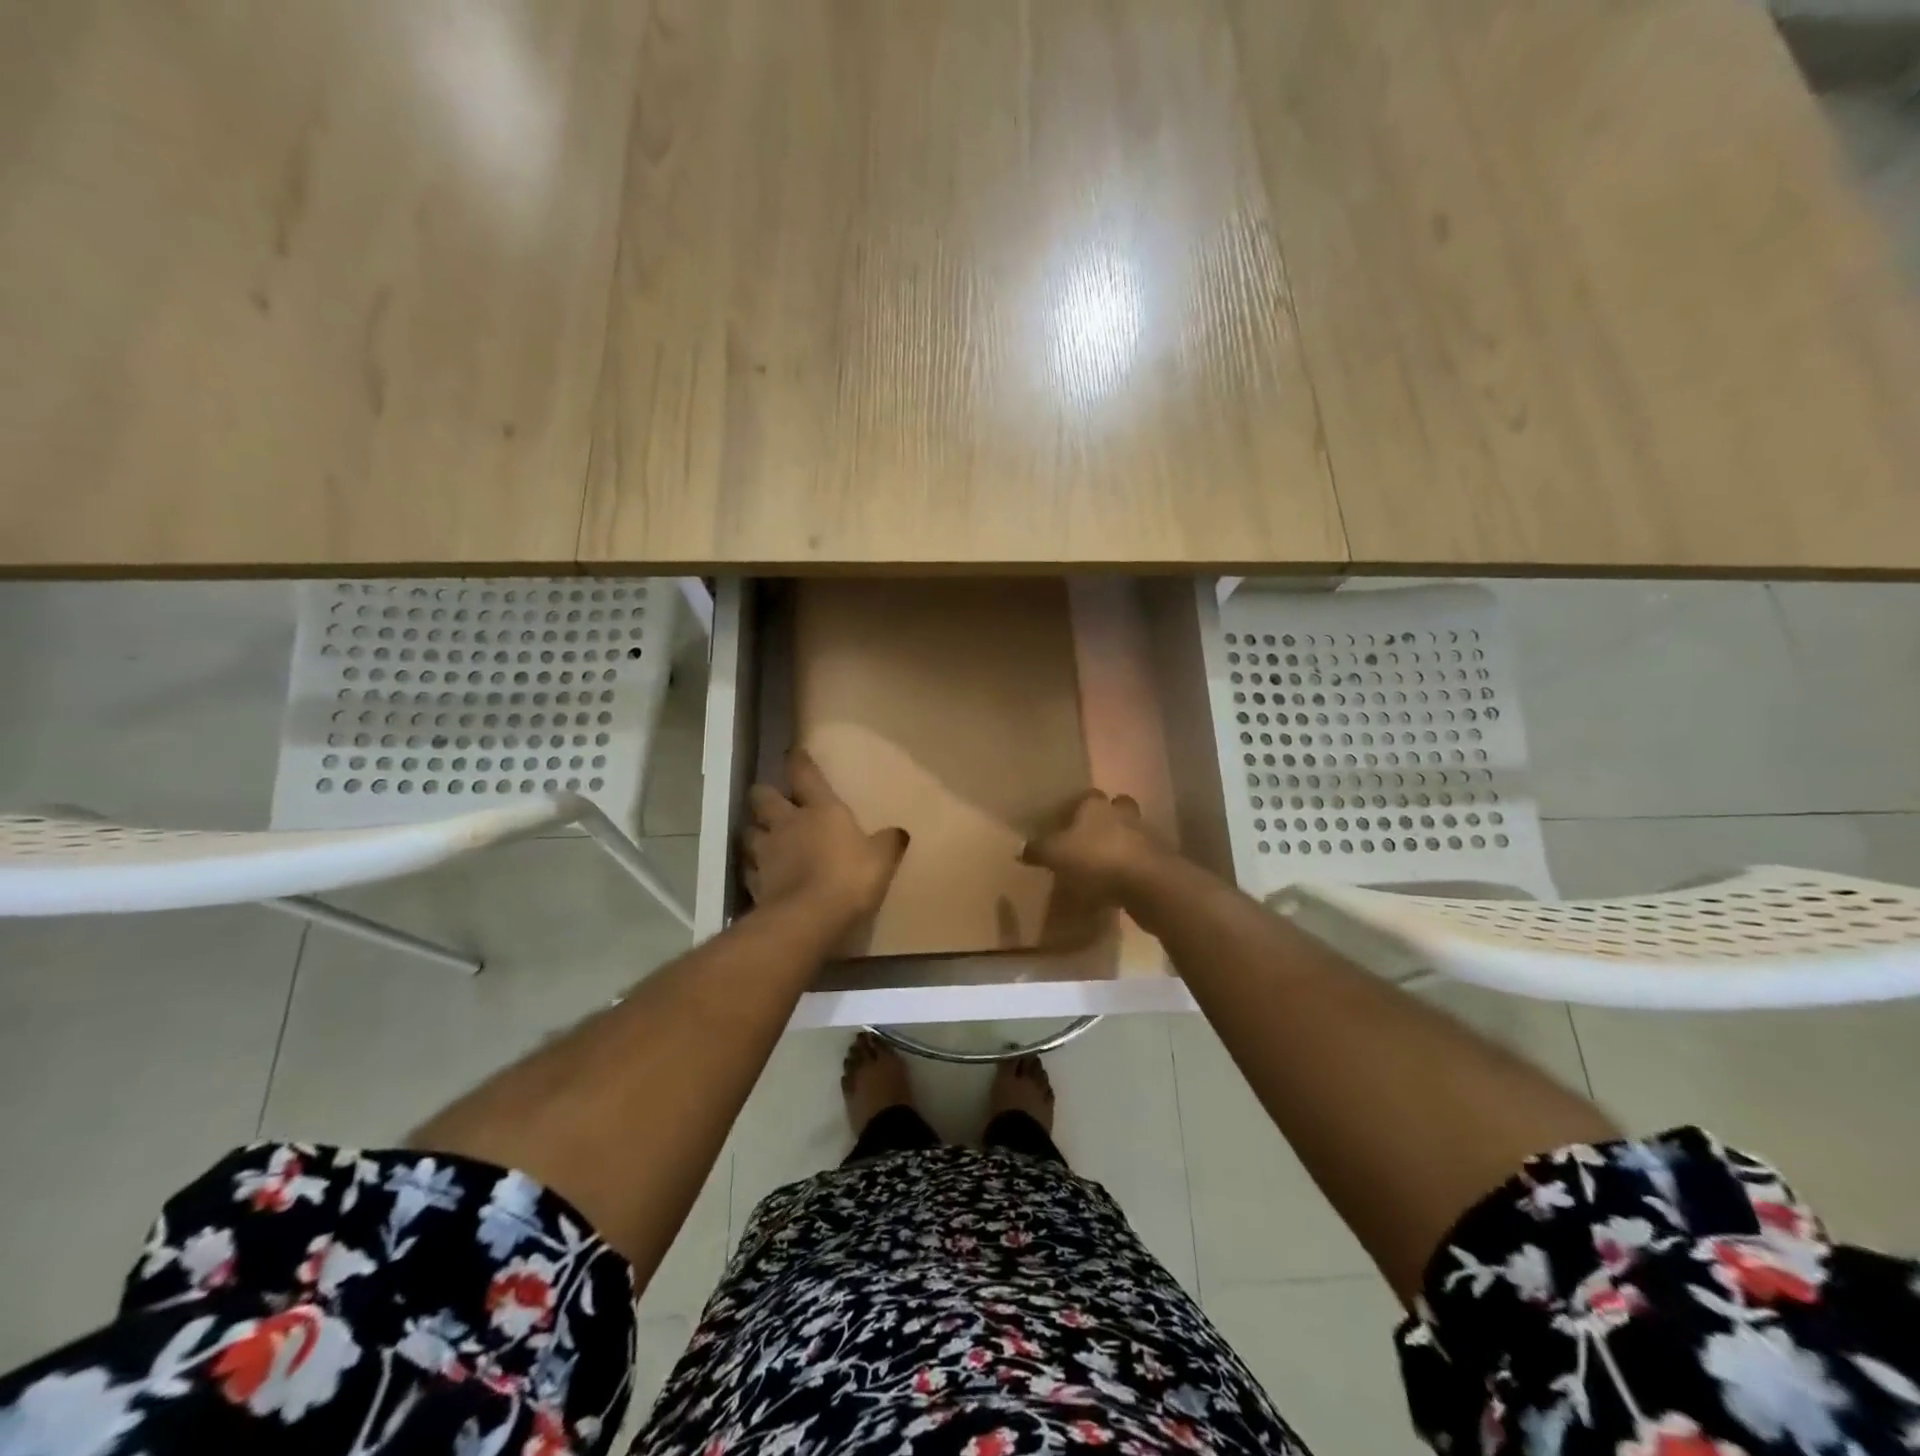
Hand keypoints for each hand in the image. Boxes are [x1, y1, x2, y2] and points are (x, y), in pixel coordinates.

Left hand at [742, 748, 907, 931]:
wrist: (808, 918)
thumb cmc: (849, 878)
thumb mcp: (881, 860)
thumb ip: (888, 843)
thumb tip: (900, 832)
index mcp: (821, 810)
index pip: (805, 774)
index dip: (798, 761)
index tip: (794, 753)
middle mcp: (788, 824)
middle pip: (763, 798)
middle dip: (765, 795)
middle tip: (771, 801)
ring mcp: (766, 853)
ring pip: (749, 832)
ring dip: (754, 832)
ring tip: (761, 838)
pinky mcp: (754, 883)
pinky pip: (749, 870)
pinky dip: (753, 870)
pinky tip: (760, 876)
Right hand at [1021, 790, 1167, 905]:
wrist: (1148, 883)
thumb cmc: (1096, 859)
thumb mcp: (1055, 855)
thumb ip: (1038, 850)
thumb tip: (1020, 847)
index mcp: (1096, 806)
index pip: (1086, 797)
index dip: (1076, 808)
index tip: (1065, 822)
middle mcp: (1122, 814)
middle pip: (1116, 808)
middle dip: (1106, 819)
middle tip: (1090, 837)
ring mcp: (1145, 836)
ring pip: (1131, 833)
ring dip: (1120, 844)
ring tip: (1103, 864)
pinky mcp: (1159, 861)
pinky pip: (1140, 859)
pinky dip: (1130, 867)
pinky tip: (1118, 883)